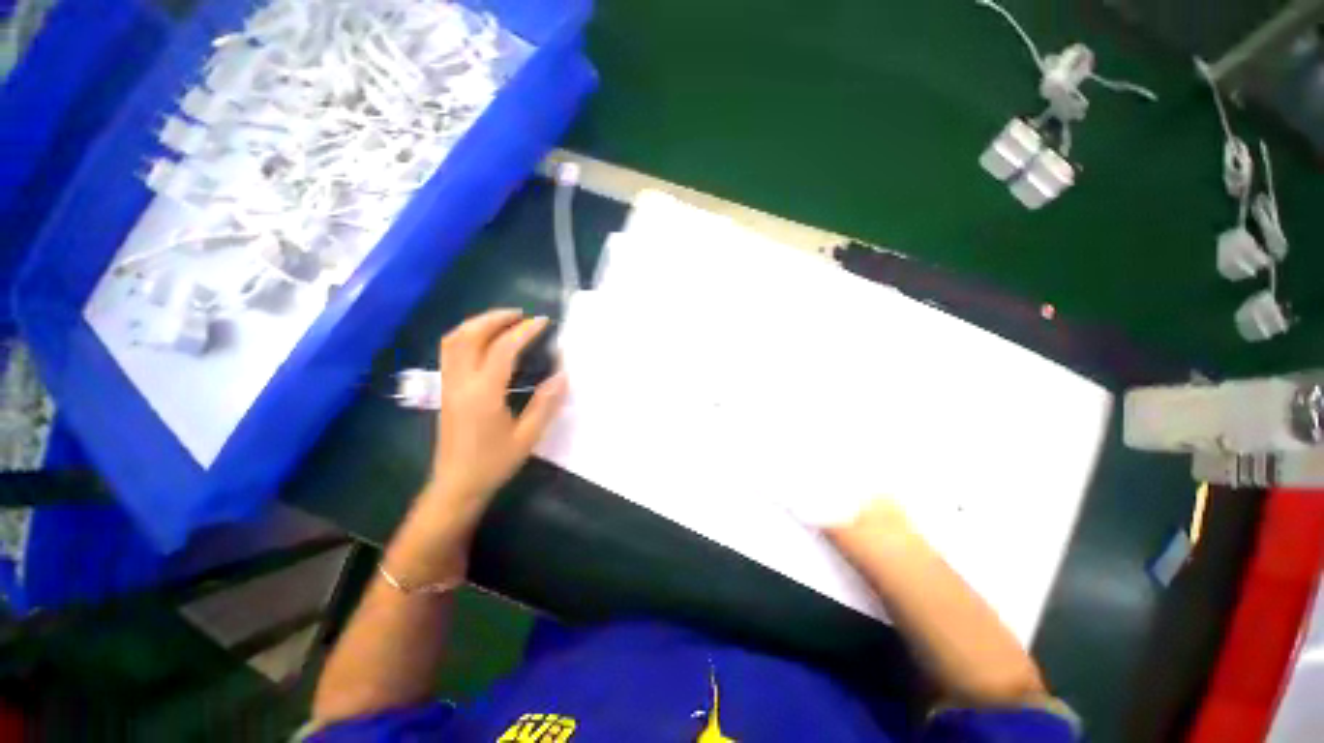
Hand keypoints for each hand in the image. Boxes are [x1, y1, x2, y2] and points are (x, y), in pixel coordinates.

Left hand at [425, 309, 566, 523]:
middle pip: (470, 336)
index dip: (524, 331)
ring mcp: (448, 385)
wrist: (456, 485)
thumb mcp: (527, 437)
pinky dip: (467, 335)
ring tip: (504, 321)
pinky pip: (450, 351)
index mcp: (483, 394)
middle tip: (521, 315)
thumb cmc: (493, 463)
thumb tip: (562, 375)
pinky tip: (485, 341)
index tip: (543, 322)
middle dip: (495, 318)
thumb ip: (545, 404)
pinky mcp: (445, 390)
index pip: (503, 349)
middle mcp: (460, 383)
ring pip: (454, 340)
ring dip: (478, 323)